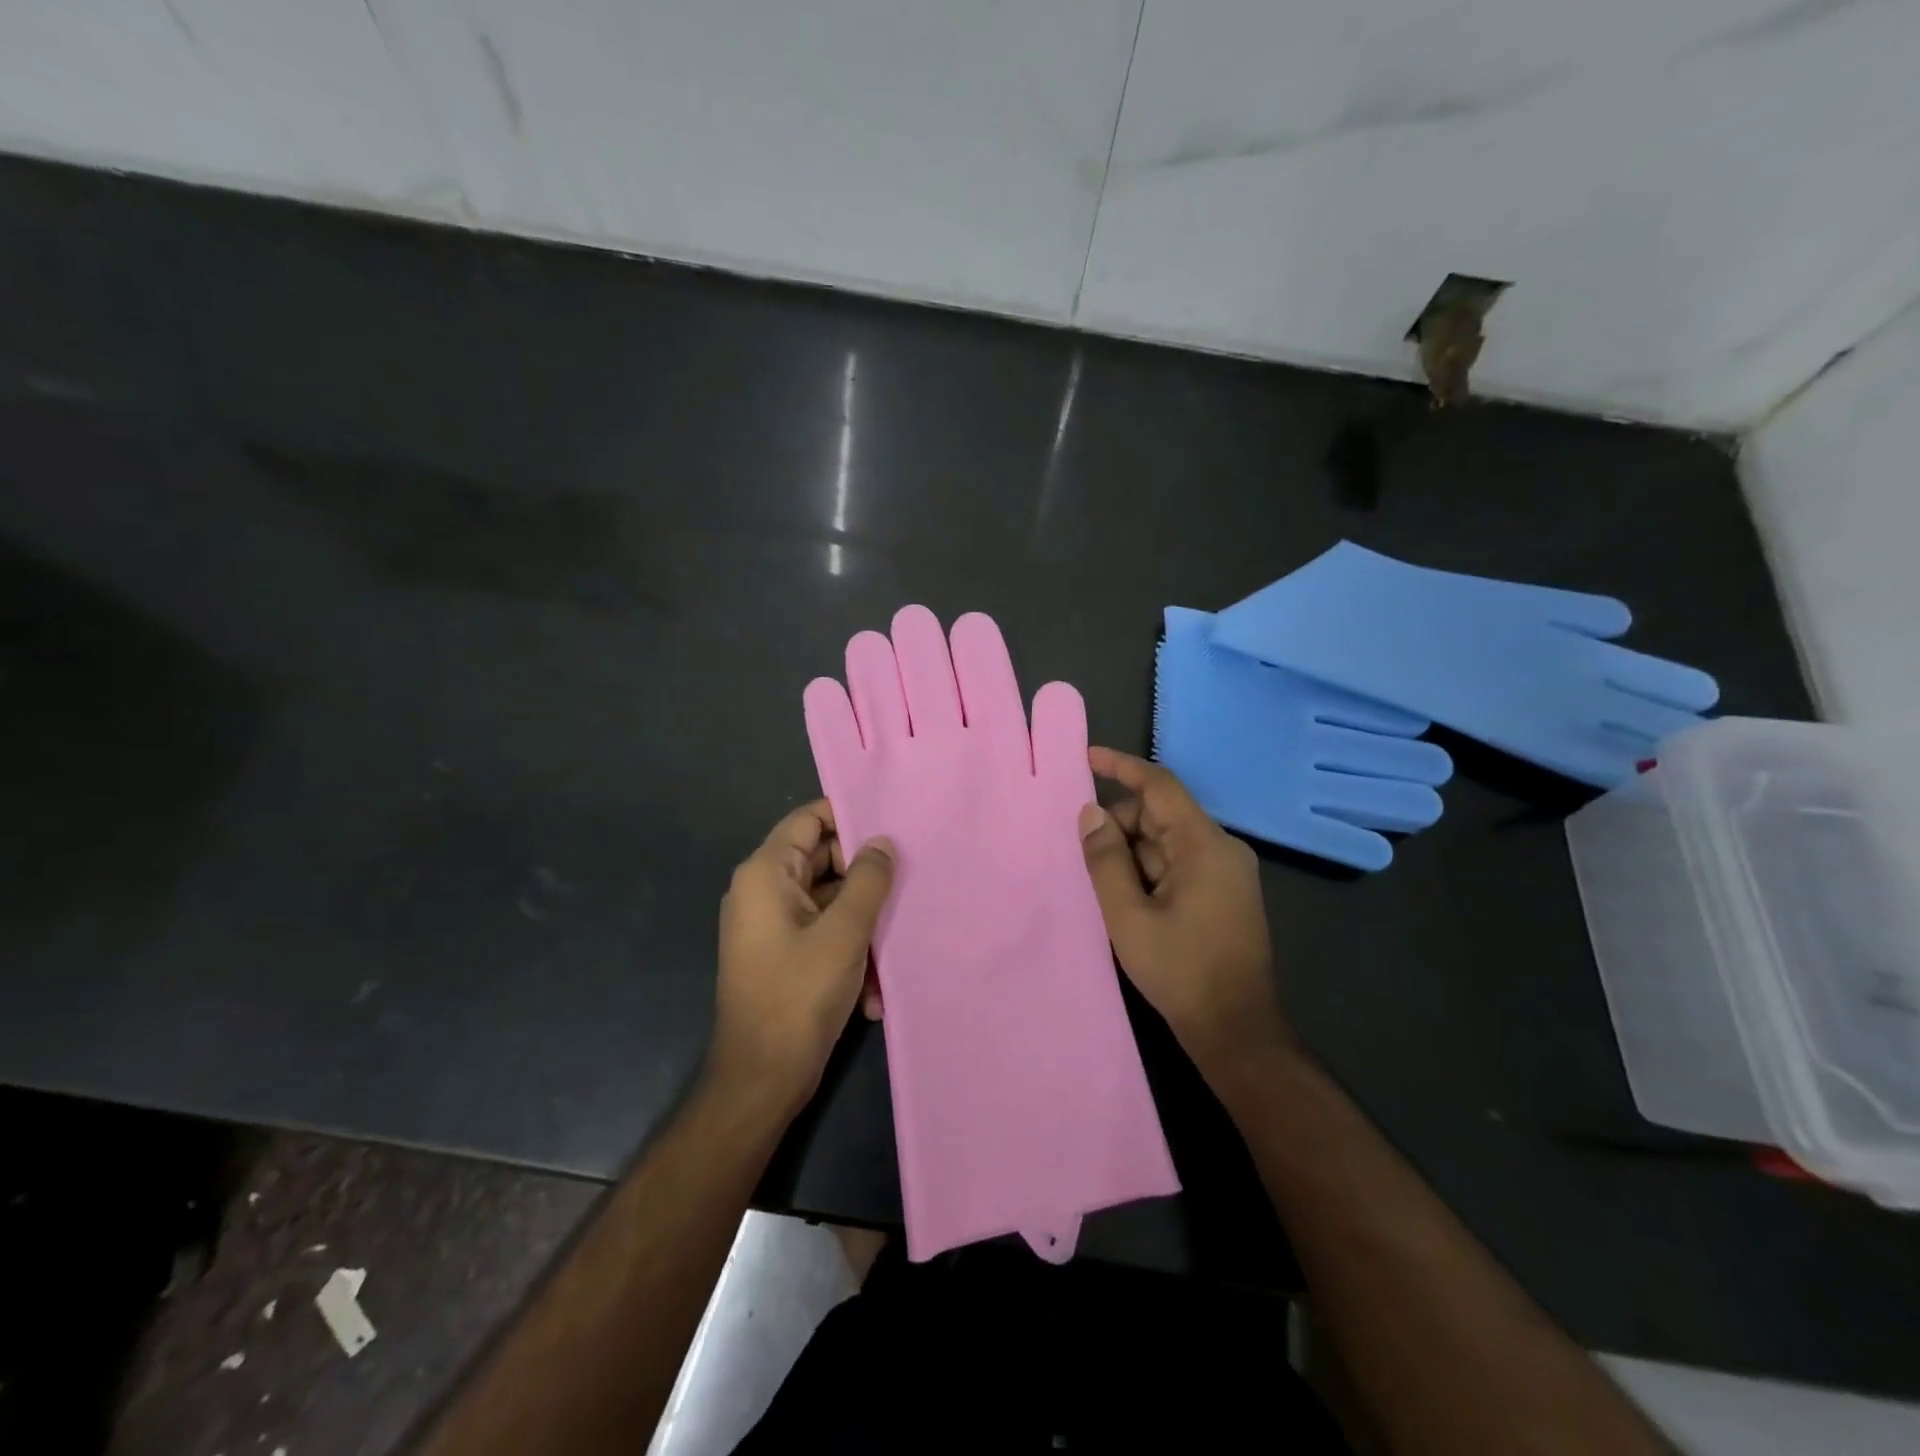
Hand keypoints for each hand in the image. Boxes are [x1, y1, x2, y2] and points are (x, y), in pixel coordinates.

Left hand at [712, 801, 894, 1109]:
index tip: (892, 825)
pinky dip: (849, 951)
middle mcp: (763, 891)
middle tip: (908, 883)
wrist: (761, 1080)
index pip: (808, 819)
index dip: (849, 816)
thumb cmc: (799, 996)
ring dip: (862, 924)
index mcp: (767, 874)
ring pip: (829, 901)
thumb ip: (868, 880)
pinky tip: (872, 989)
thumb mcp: (844, 933)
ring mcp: (772, 925)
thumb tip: (882, 842)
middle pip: (822, 860)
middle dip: (865, 877)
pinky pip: (822, 933)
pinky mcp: (782, 955)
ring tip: (894, 946)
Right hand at [1079, 747, 1292, 1081]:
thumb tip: (1091, 813)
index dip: (1122, 767)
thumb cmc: (1180, 970)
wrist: (1235, 1030)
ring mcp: (1227, 872)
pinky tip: (1125, 895)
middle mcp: (1222, 849)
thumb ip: (1105, 859)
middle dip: (1120, 826)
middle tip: (1083, 855)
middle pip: (1161, 815)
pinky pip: (1179, 863)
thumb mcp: (1128, 915)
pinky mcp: (1224, 893)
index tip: (1087, 757)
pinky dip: (1148, 870)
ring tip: (1101, 884)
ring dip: (1132, 853)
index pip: (1160, 786)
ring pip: (1168, 841)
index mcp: (1205, 845)